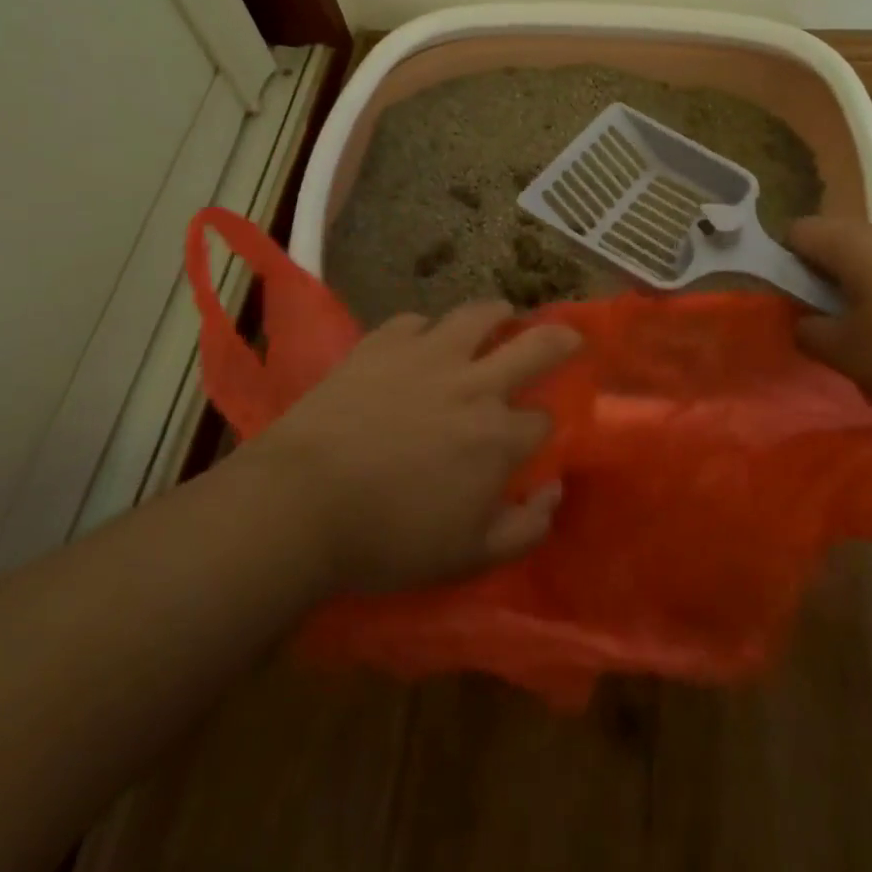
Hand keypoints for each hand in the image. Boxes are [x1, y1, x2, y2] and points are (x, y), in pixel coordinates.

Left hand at [244, 302, 581, 594]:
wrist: (303, 502)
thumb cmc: (388, 539)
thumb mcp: (468, 557)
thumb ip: (525, 528)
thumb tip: (555, 491)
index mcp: (497, 437)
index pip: (543, 420)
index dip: (544, 426)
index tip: (536, 432)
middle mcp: (474, 384)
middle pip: (535, 346)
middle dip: (560, 339)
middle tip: (569, 335)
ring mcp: (428, 354)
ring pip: (478, 315)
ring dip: (497, 315)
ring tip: (500, 316)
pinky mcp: (383, 342)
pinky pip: (416, 321)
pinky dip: (426, 330)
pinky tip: (421, 341)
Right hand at [788, 218, 871, 412]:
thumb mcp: (853, 354)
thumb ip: (810, 335)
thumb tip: (803, 322)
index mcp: (851, 244)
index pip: (795, 233)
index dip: (783, 267)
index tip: (796, 309)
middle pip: (835, 257)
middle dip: (829, 302)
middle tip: (842, 349)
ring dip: (868, 317)